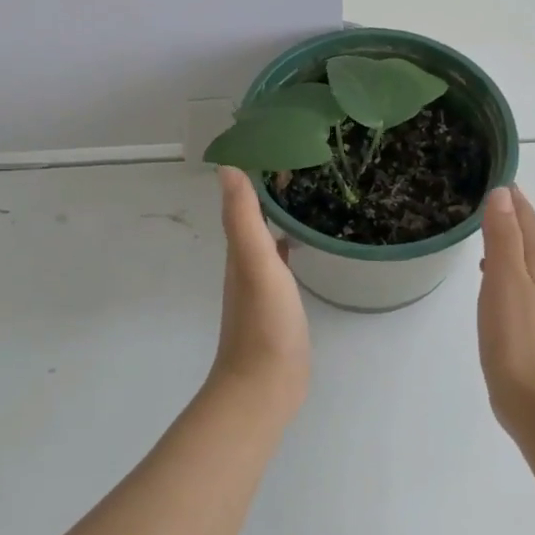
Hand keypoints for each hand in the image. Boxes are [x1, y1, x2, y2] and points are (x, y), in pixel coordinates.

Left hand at [207, 167, 310, 413]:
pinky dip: (289, 246)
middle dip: (273, 191)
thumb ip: (243, 218)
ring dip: (281, 217)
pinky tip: (304, 244)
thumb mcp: (255, 265)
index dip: (258, 176)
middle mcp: (246, 265)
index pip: (245, 203)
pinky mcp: (279, 306)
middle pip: (255, 218)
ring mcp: (262, 288)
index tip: (282, 148)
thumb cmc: (264, 324)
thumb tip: (227, 167)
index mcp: (240, 253)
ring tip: (308, 194)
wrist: (265, 386)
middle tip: (304, 164)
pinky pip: (282, 265)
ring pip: (268, 240)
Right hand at [478, 186, 534, 435]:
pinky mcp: (526, 322)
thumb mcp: (505, 279)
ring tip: (480, 226)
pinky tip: (486, 273)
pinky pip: (513, 280)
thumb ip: (503, 236)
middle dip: (508, 213)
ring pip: (520, 257)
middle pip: (527, 234)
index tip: (494, 172)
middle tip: (480, 194)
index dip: (513, 196)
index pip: (527, 218)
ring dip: (504, 239)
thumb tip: (503, 193)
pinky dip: (500, 266)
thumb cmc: (516, 336)